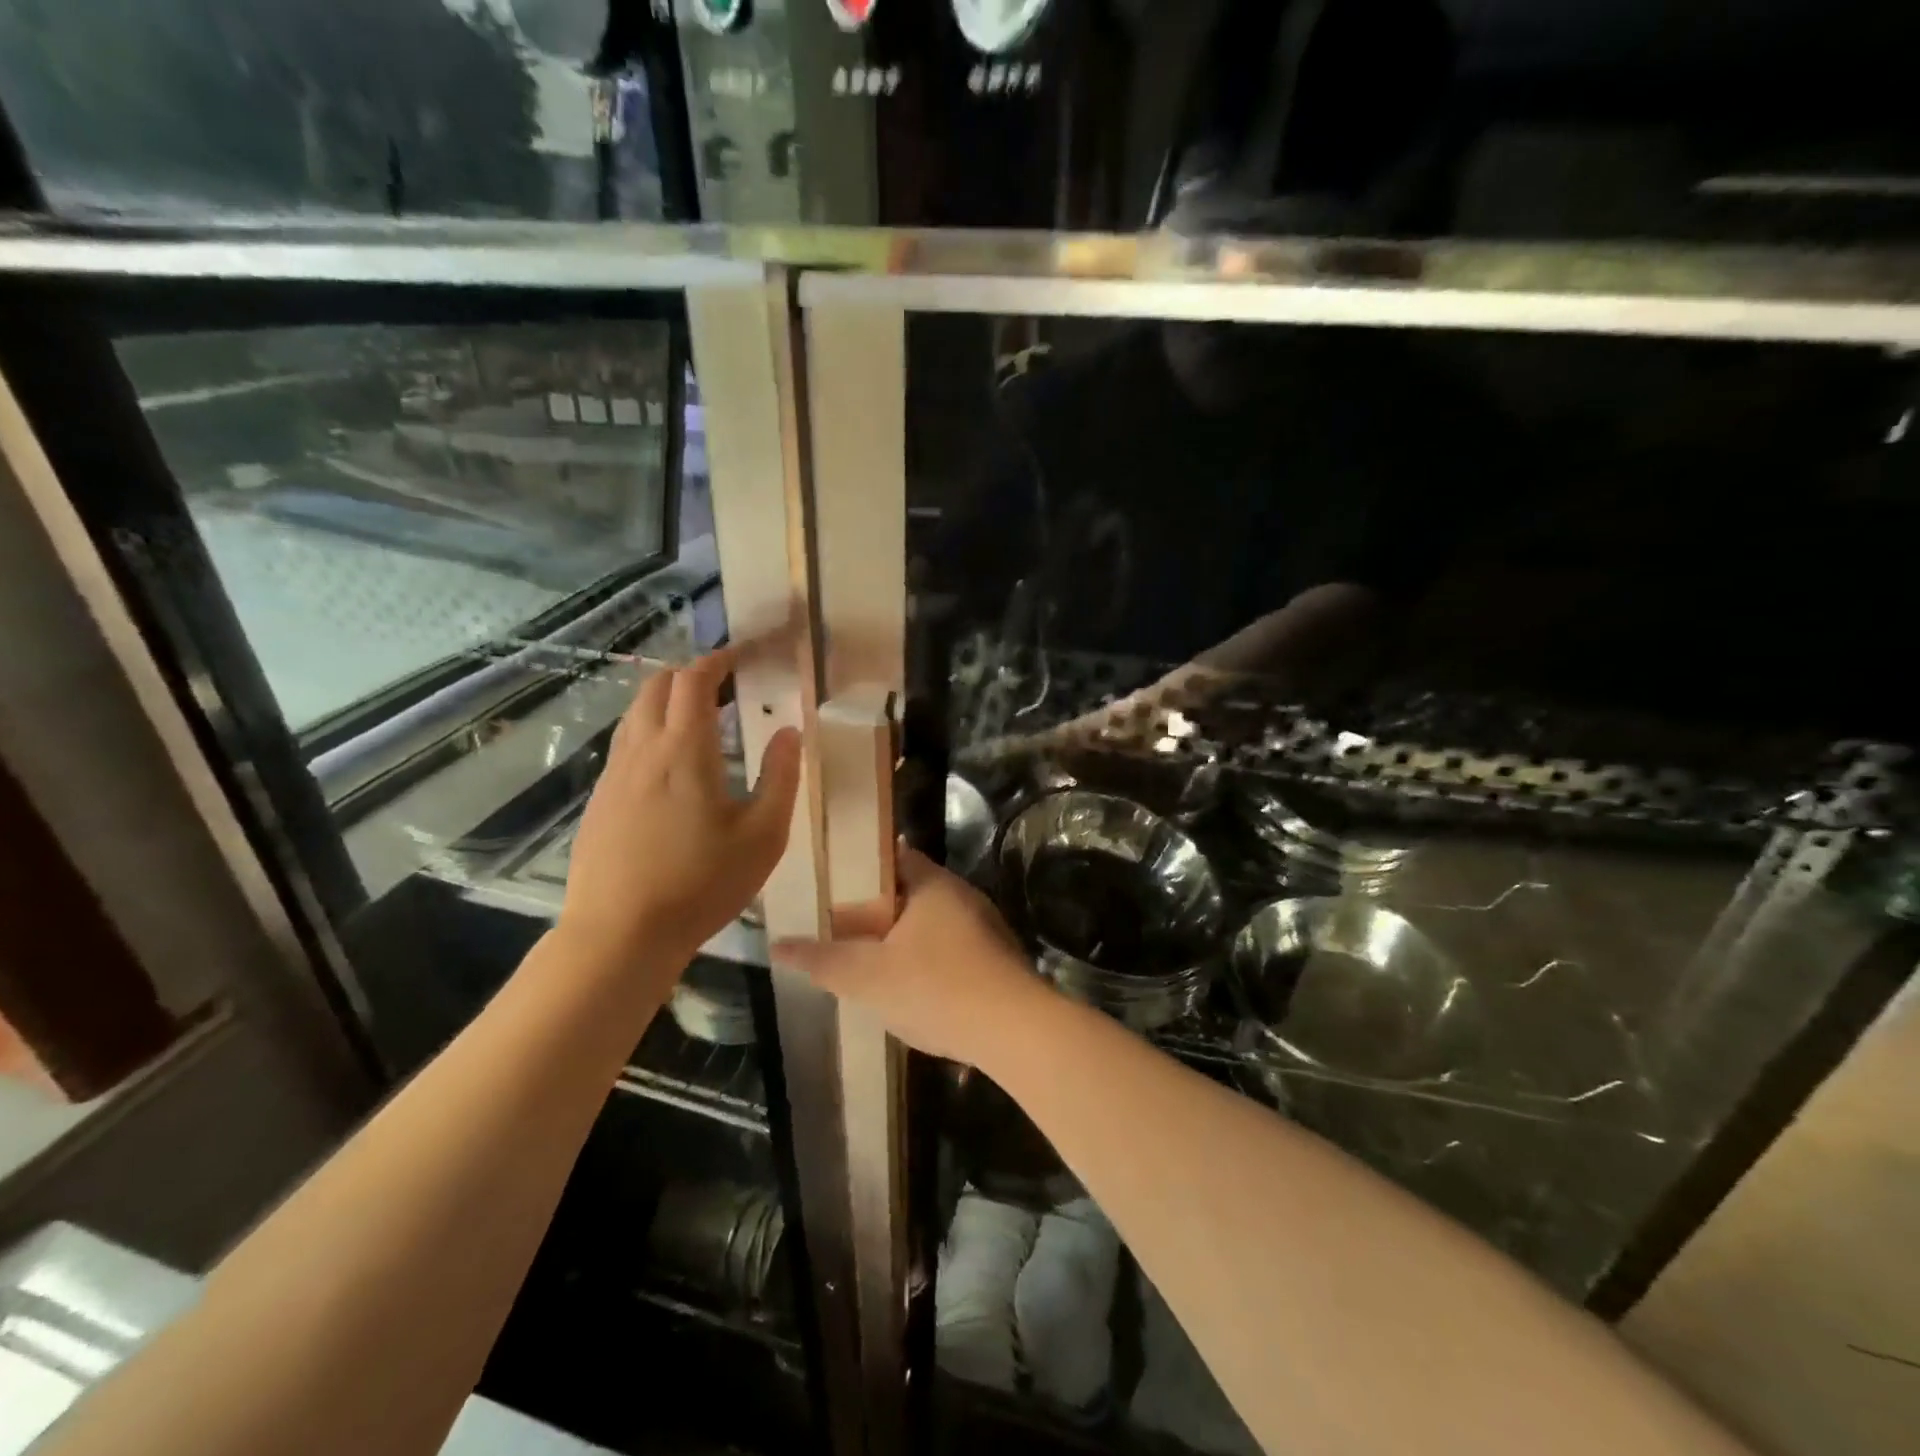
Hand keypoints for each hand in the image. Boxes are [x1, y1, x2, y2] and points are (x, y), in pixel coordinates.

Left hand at [560, 647, 801, 971]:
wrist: (618, 935)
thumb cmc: (701, 885)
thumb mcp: (763, 836)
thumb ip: (780, 778)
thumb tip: (788, 731)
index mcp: (684, 750)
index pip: (695, 680)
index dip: (720, 659)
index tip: (744, 654)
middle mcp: (642, 750)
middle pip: (657, 686)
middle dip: (692, 674)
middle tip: (726, 686)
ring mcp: (614, 775)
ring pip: (636, 713)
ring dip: (668, 701)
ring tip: (702, 720)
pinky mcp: (601, 799)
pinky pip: (626, 744)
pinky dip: (651, 731)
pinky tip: (671, 766)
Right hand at [772, 848, 1054, 1064]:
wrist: (1014, 1031)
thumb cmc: (935, 989)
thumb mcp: (867, 977)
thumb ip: (821, 959)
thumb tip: (776, 944)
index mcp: (932, 884)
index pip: (893, 856)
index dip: (861, 867)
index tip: (833, 883)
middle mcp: (962, 895)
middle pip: (912, 890)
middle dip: (879, 907)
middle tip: (843, 927)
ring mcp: (985, 927)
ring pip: (933, 922)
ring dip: (904, 937)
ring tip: (871, 959)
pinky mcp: (997, 959)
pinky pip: (952, 948)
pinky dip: (928, 959)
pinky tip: (913, 988)